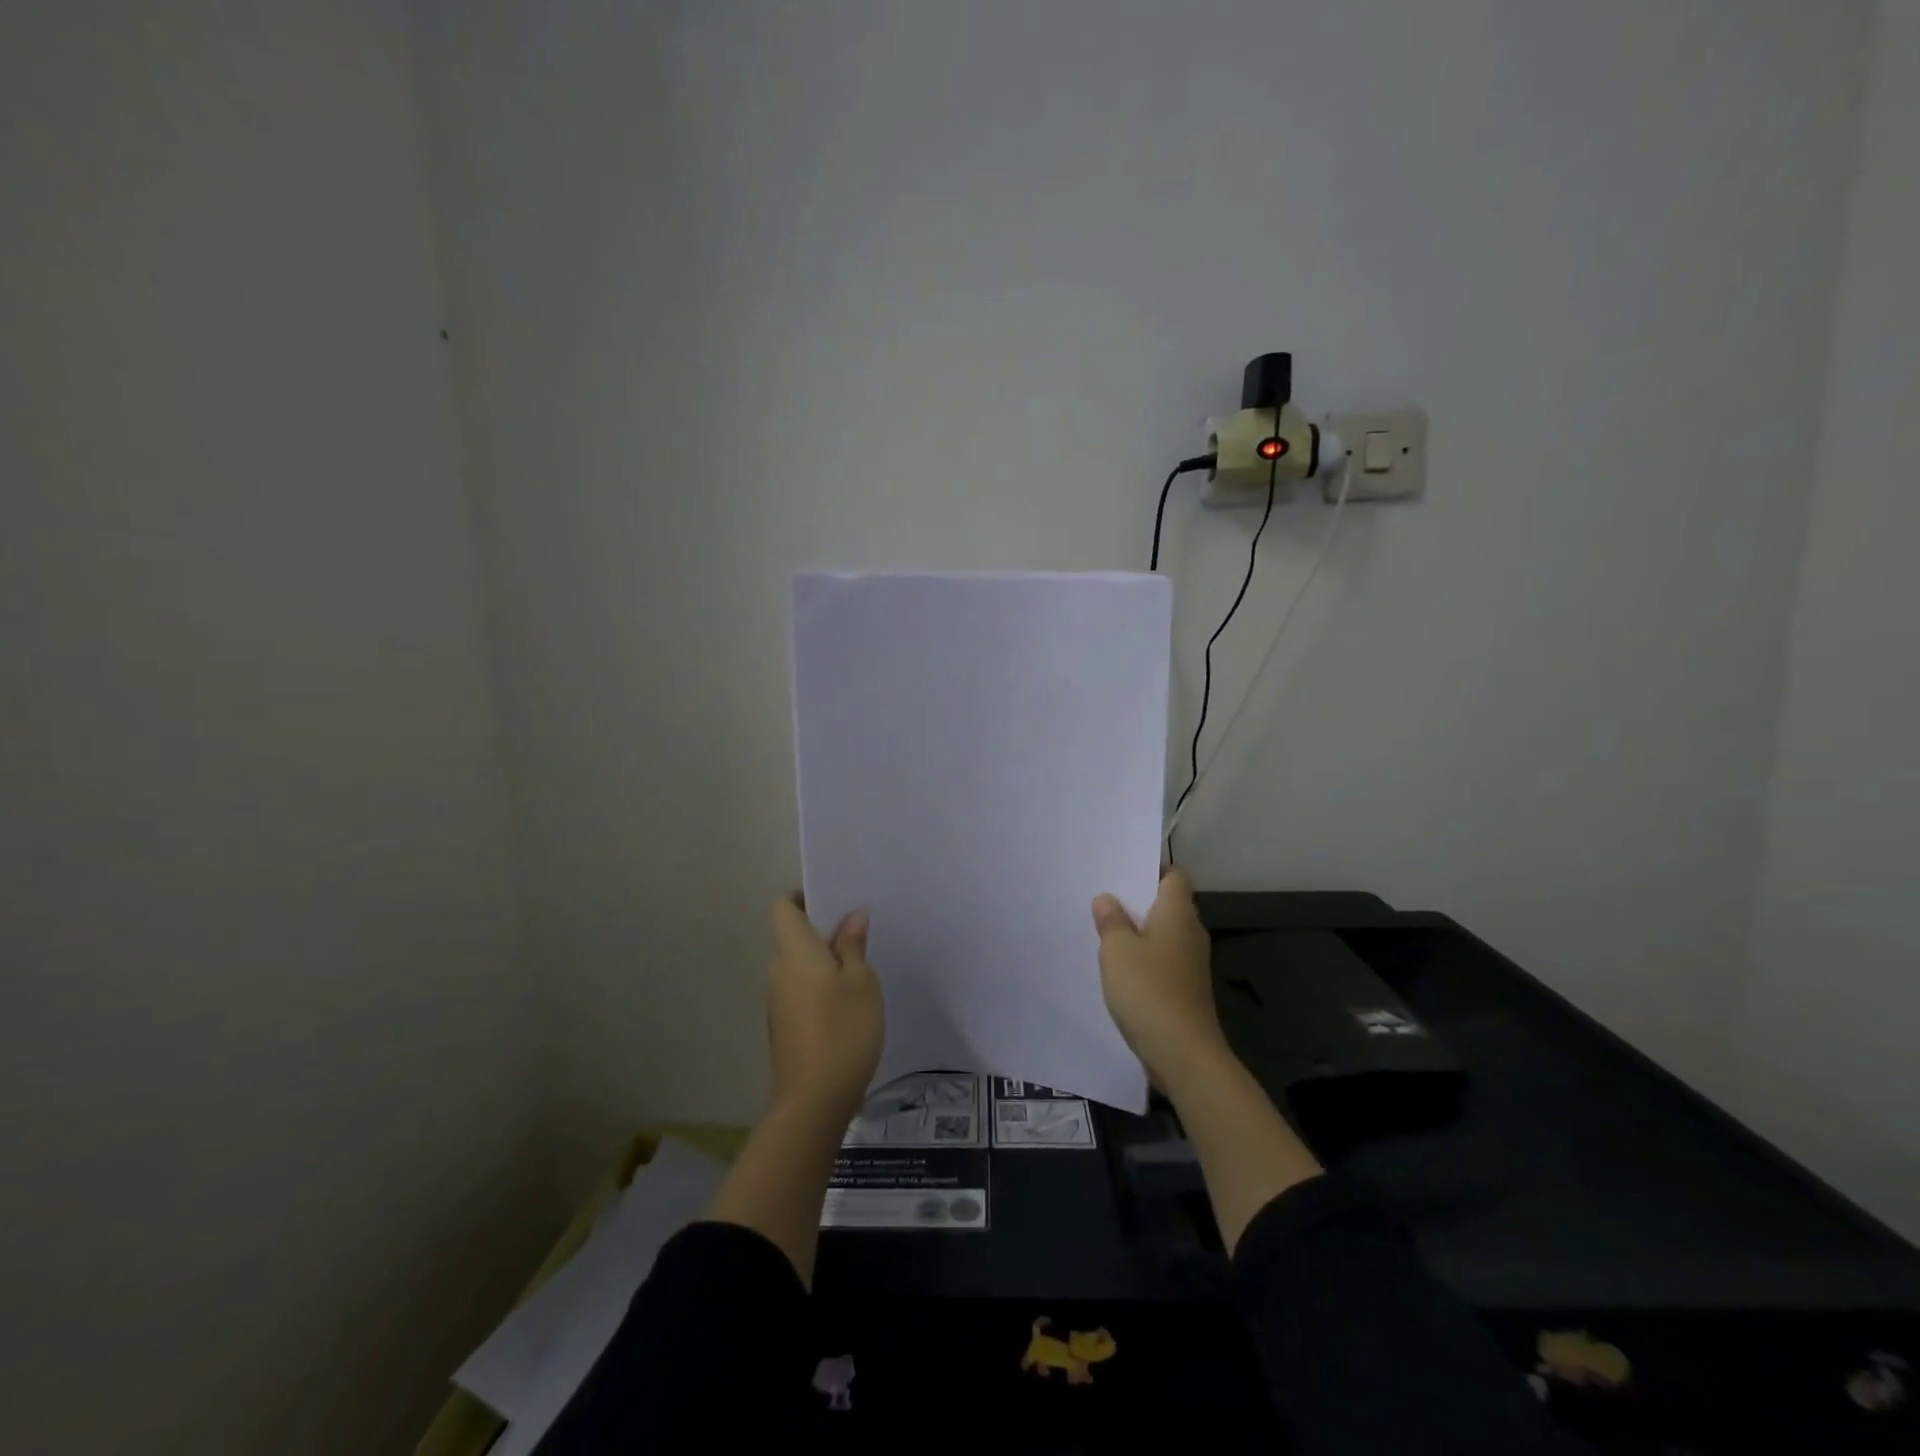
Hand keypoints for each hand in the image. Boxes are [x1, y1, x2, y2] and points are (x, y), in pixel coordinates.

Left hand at [766, 897, 884, 1124]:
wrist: (814, 1100)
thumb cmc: (843, 1030)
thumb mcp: (861, 982)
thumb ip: (853, 946)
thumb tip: (851, 917)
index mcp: (794, 952)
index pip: (783, 907)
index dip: (803, 897)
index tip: (832, 901)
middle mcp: (778, 971)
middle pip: (793, 938)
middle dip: (823, 933)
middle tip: (860, 936)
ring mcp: (777, 1001)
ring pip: (799, 967)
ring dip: (824, 963)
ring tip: (860, 970)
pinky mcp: (784, 1026)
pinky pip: (801, 991)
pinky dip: (820, 988)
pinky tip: (849, 1004)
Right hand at [1092, 868, 1230, 1097]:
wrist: (1183, 1053)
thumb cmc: (1148, 990)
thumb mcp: (1117, 949)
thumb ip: (1111, 920)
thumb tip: (1108, 899)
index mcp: (1178, 913)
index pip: (1173, 875)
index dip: (1151, 867)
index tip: (1122, 868)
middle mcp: (1190, 932)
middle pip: (1167, 903)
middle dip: (1138, 899)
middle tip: (1102, 895)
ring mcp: (1190, 963)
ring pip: (1162, 933)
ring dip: (1138, 930)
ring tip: (1103, 927)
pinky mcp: (1185, 988)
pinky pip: (1161, 959)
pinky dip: (1143, 957)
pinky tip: (1118, 965)